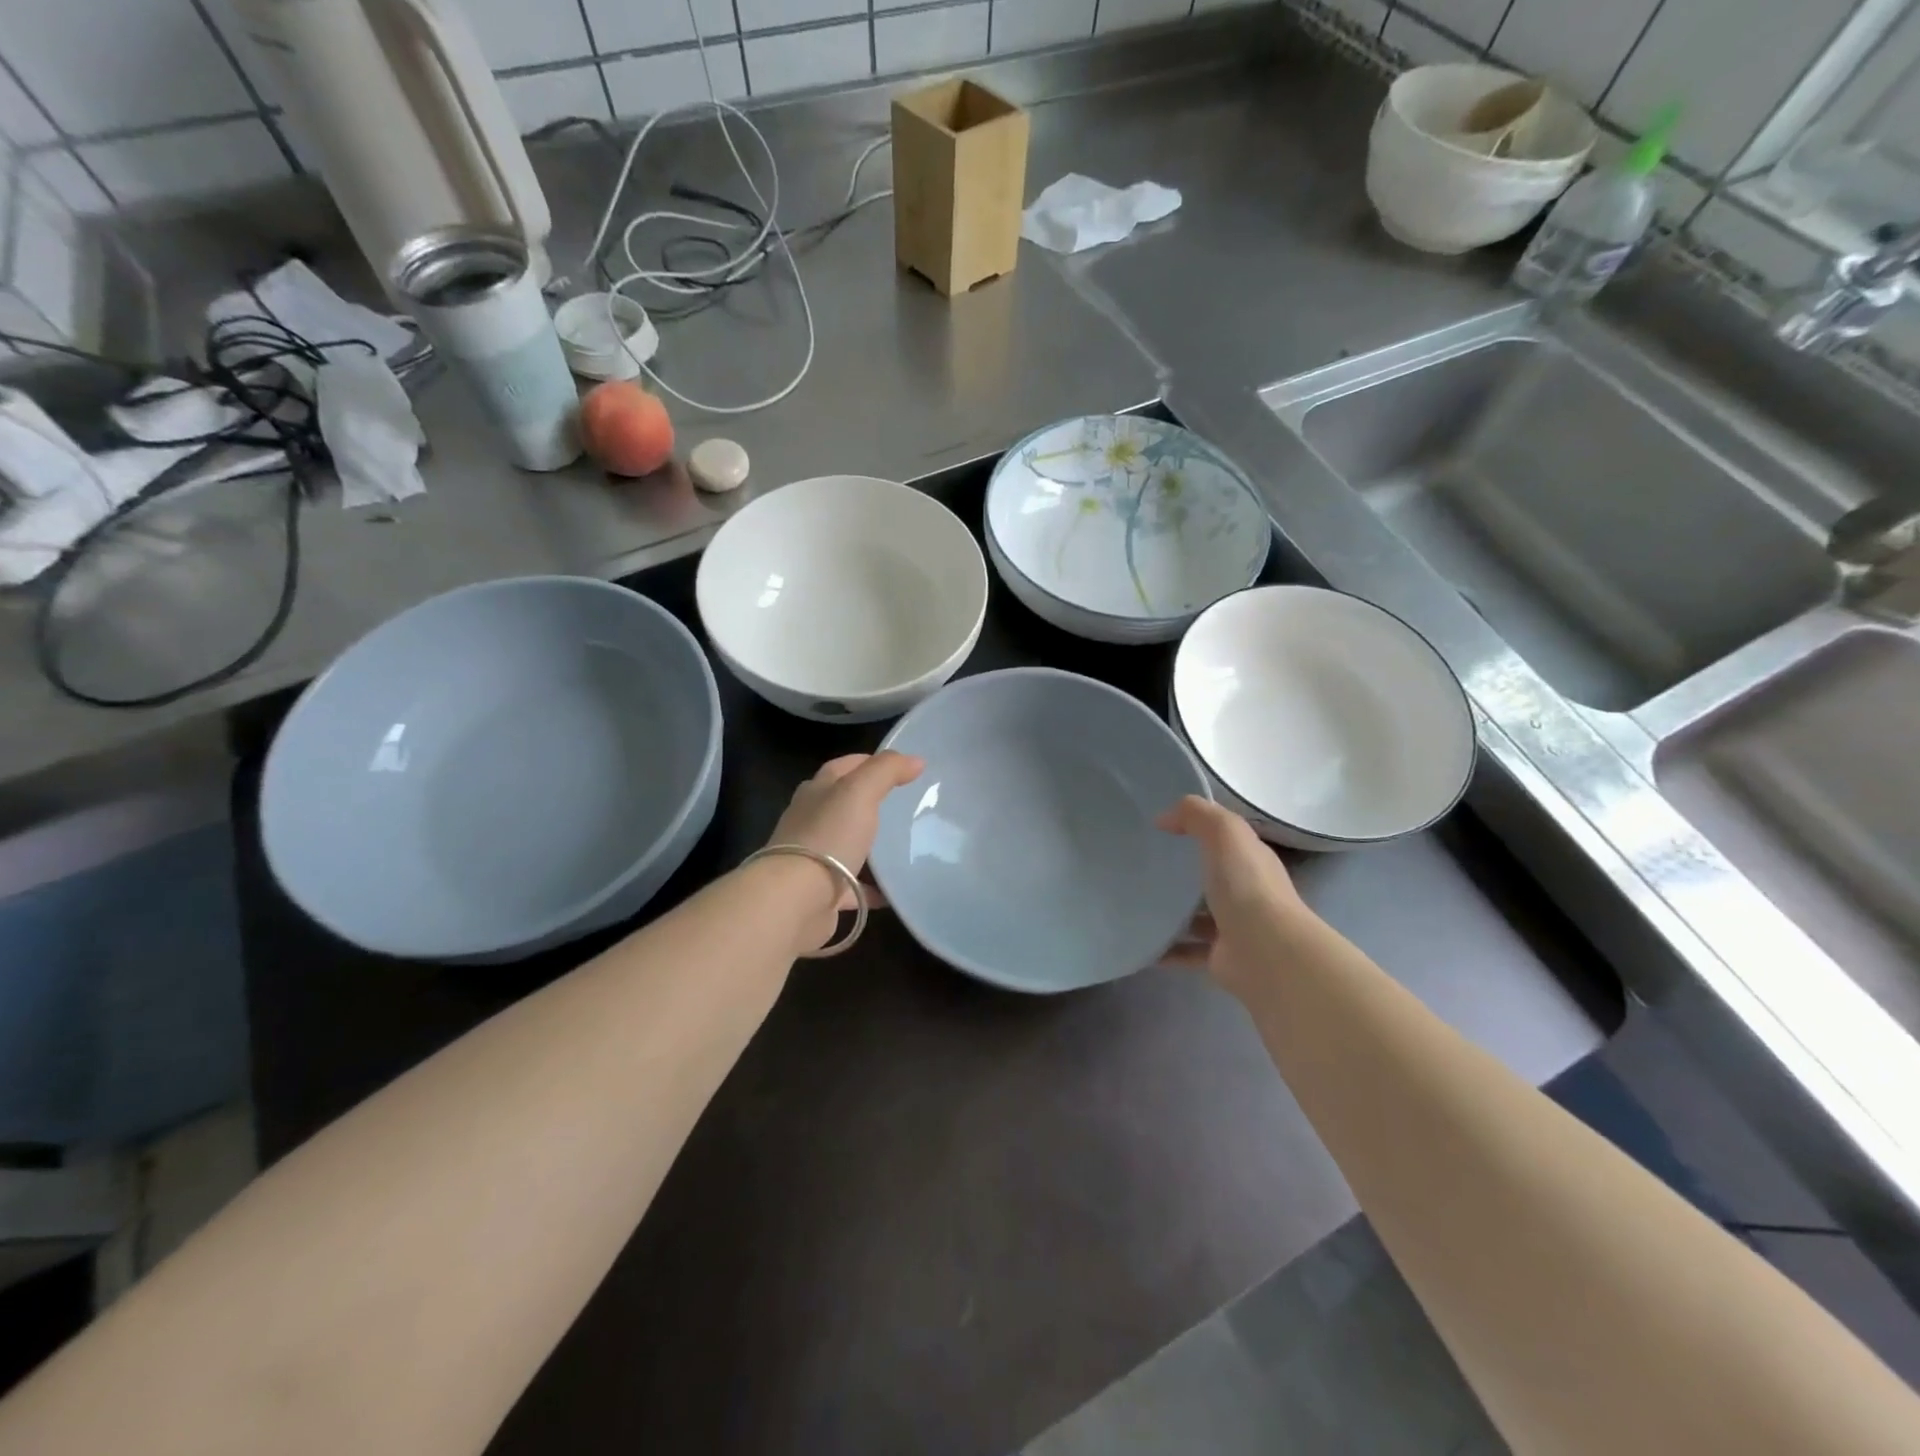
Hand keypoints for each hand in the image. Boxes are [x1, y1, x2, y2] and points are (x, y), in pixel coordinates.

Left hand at [762, 752, 924, 949]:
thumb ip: (886, 771)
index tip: (902, 767)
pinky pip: (851, 887)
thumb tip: (915, 760)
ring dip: (868, 845)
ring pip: (845, 845)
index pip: (842, 767)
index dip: (869, 762)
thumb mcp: (859, 792)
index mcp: (816, 792)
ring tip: (902, 846)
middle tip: (905, 806)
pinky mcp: (819, 893)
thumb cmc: (827, 837)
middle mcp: (810, 821)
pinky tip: (892, 890)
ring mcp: (812, 859)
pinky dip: (870, 887)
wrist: (795, 900)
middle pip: (841, 805)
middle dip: (869, 802)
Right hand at [1157, 796, 1311, 997]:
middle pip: (1209, 877)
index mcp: (1250, 860)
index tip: (1158, 828)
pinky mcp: (1219, 957)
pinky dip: (1165, 949)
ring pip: (1196, 916)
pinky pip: (1186, 951)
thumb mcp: (1225, 833)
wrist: (1267, 953)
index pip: (1224, 840)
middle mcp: (1245, 892)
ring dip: (1171, 913)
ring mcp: (1233, 927)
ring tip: (1133, 903)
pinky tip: (1140, 943)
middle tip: (1139, 865)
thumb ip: (1196, 815)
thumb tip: (1164, 819)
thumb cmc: (1247, 886)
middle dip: (1180, 872)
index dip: (1197, 829)